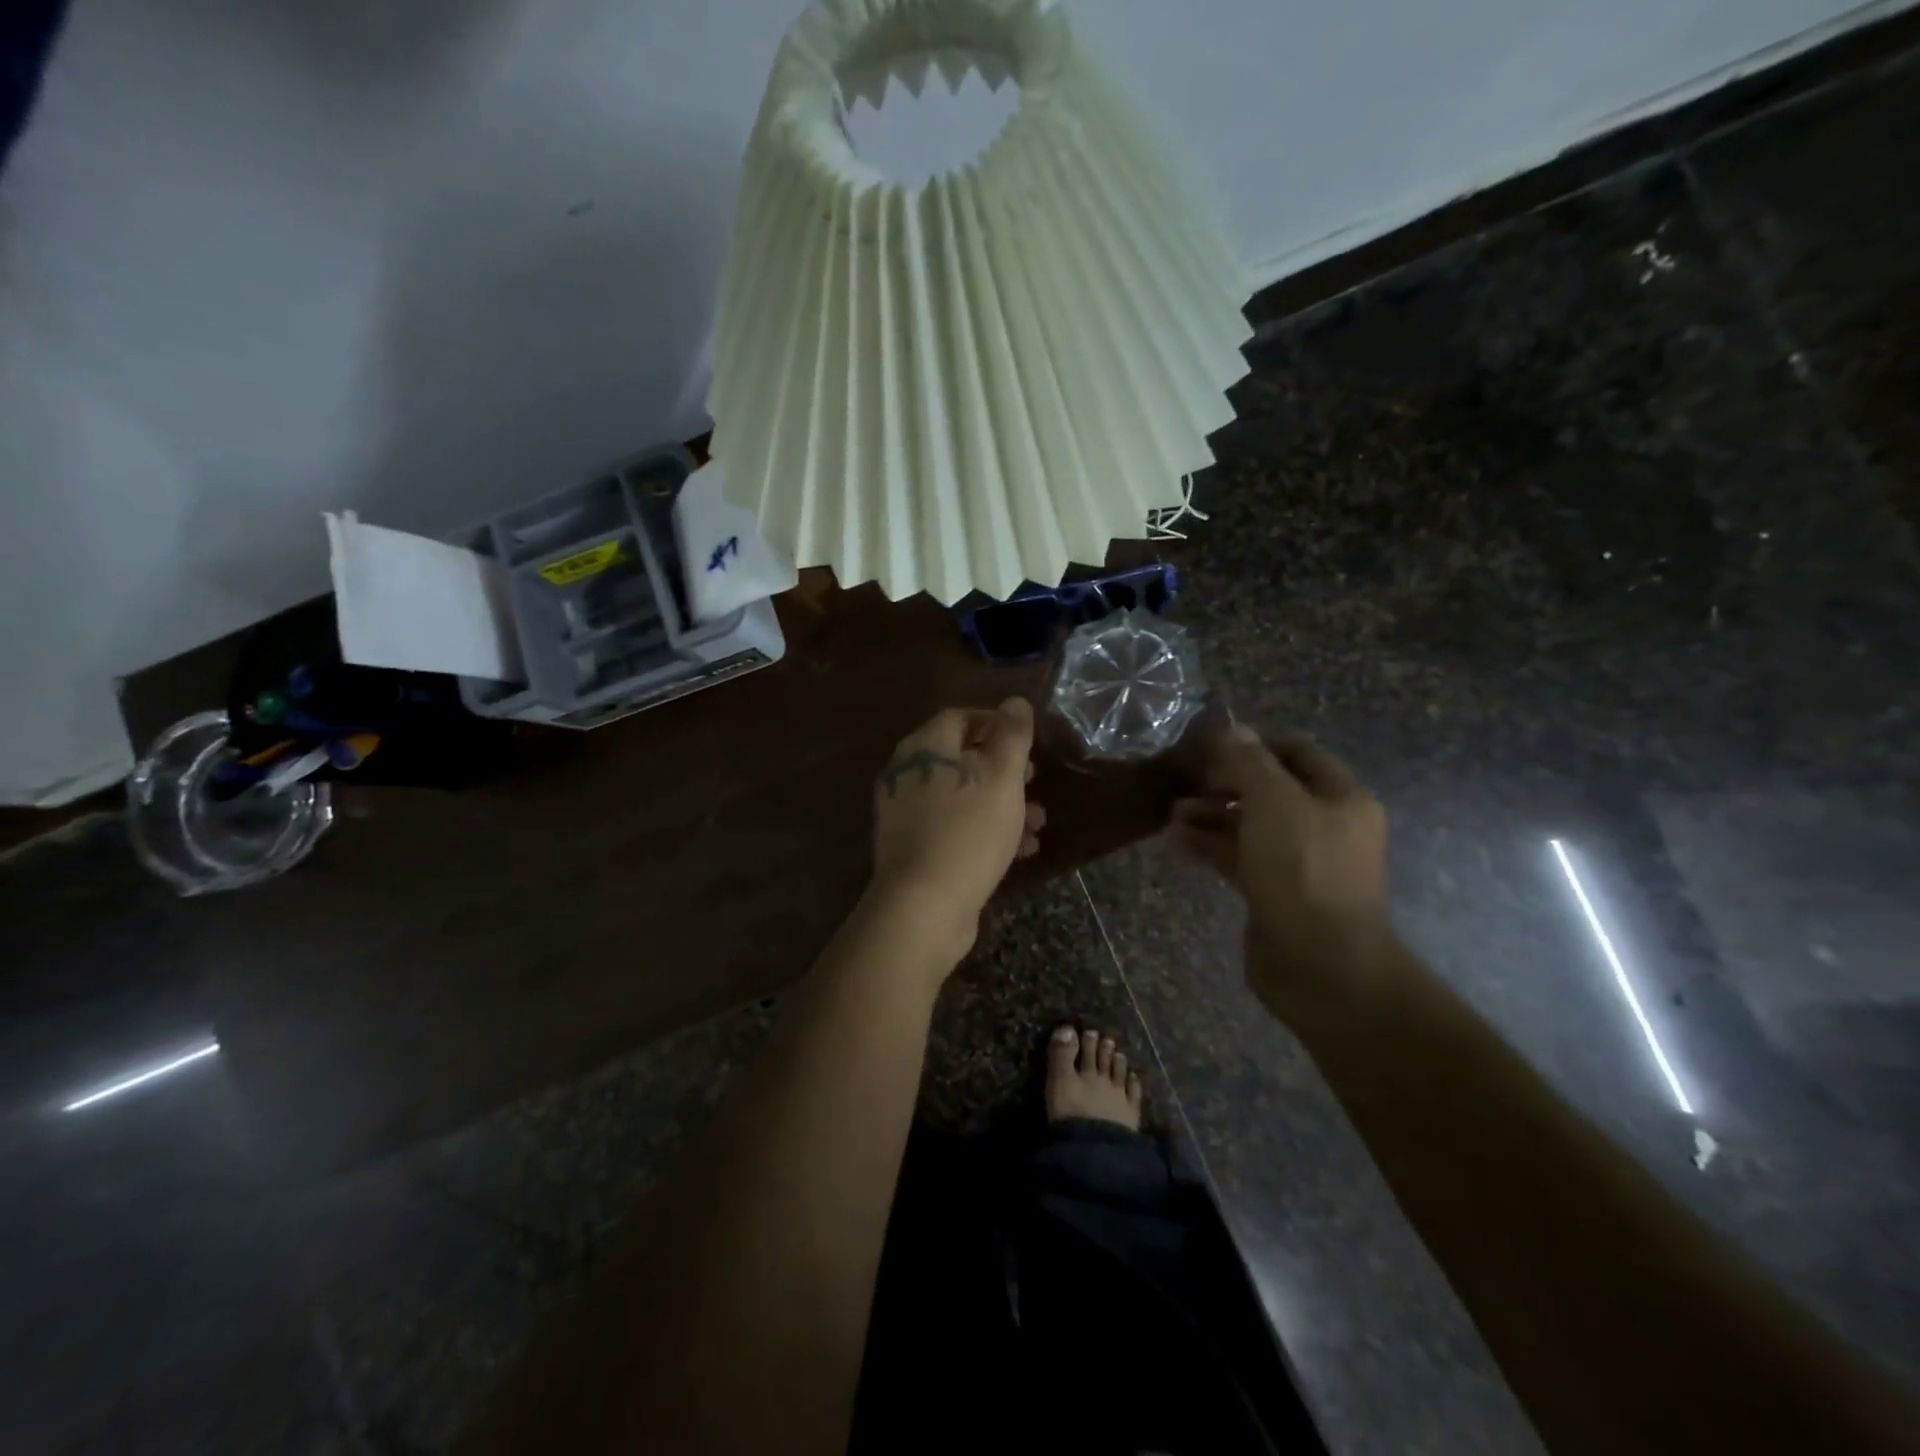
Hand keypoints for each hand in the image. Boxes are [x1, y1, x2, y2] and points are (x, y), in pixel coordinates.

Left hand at [868, 698, 1045, 969]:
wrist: (924, 905)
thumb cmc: (969, 830)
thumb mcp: (1002, 777)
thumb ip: (1012, 735)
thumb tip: (1015, 701)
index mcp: (924, 747)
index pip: (959, 717)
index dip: (995, 723)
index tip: (1026, 741)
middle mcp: (907, 774)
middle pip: (959, 758)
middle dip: (1003, 769)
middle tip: (1034, 779)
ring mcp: (905, 814)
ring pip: (961, 797)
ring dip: (1001, 804)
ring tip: (1039, 823)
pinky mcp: (912, 849)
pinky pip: (953, 828)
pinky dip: (984, 831)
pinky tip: (1021, 851)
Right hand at [1171, 726, 1391, 1015]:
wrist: (1320, 964)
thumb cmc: (1302, 871)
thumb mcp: (1275, 803)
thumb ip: (1251, 763)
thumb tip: (1232, 729)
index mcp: (1339, 798)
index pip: (1297, 752)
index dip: (1255, 742)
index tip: (1210, 743)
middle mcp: (1324, 825)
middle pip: (1270, 789)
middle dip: (1226, 781)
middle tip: (1185, 779)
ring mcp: (1299, 862)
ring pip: (1250, 825)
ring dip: (1211, 814)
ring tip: (1172, 812)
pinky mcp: (1275, 892)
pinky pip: (1239, 858)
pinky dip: (1210, 846)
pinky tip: (1176, 841)